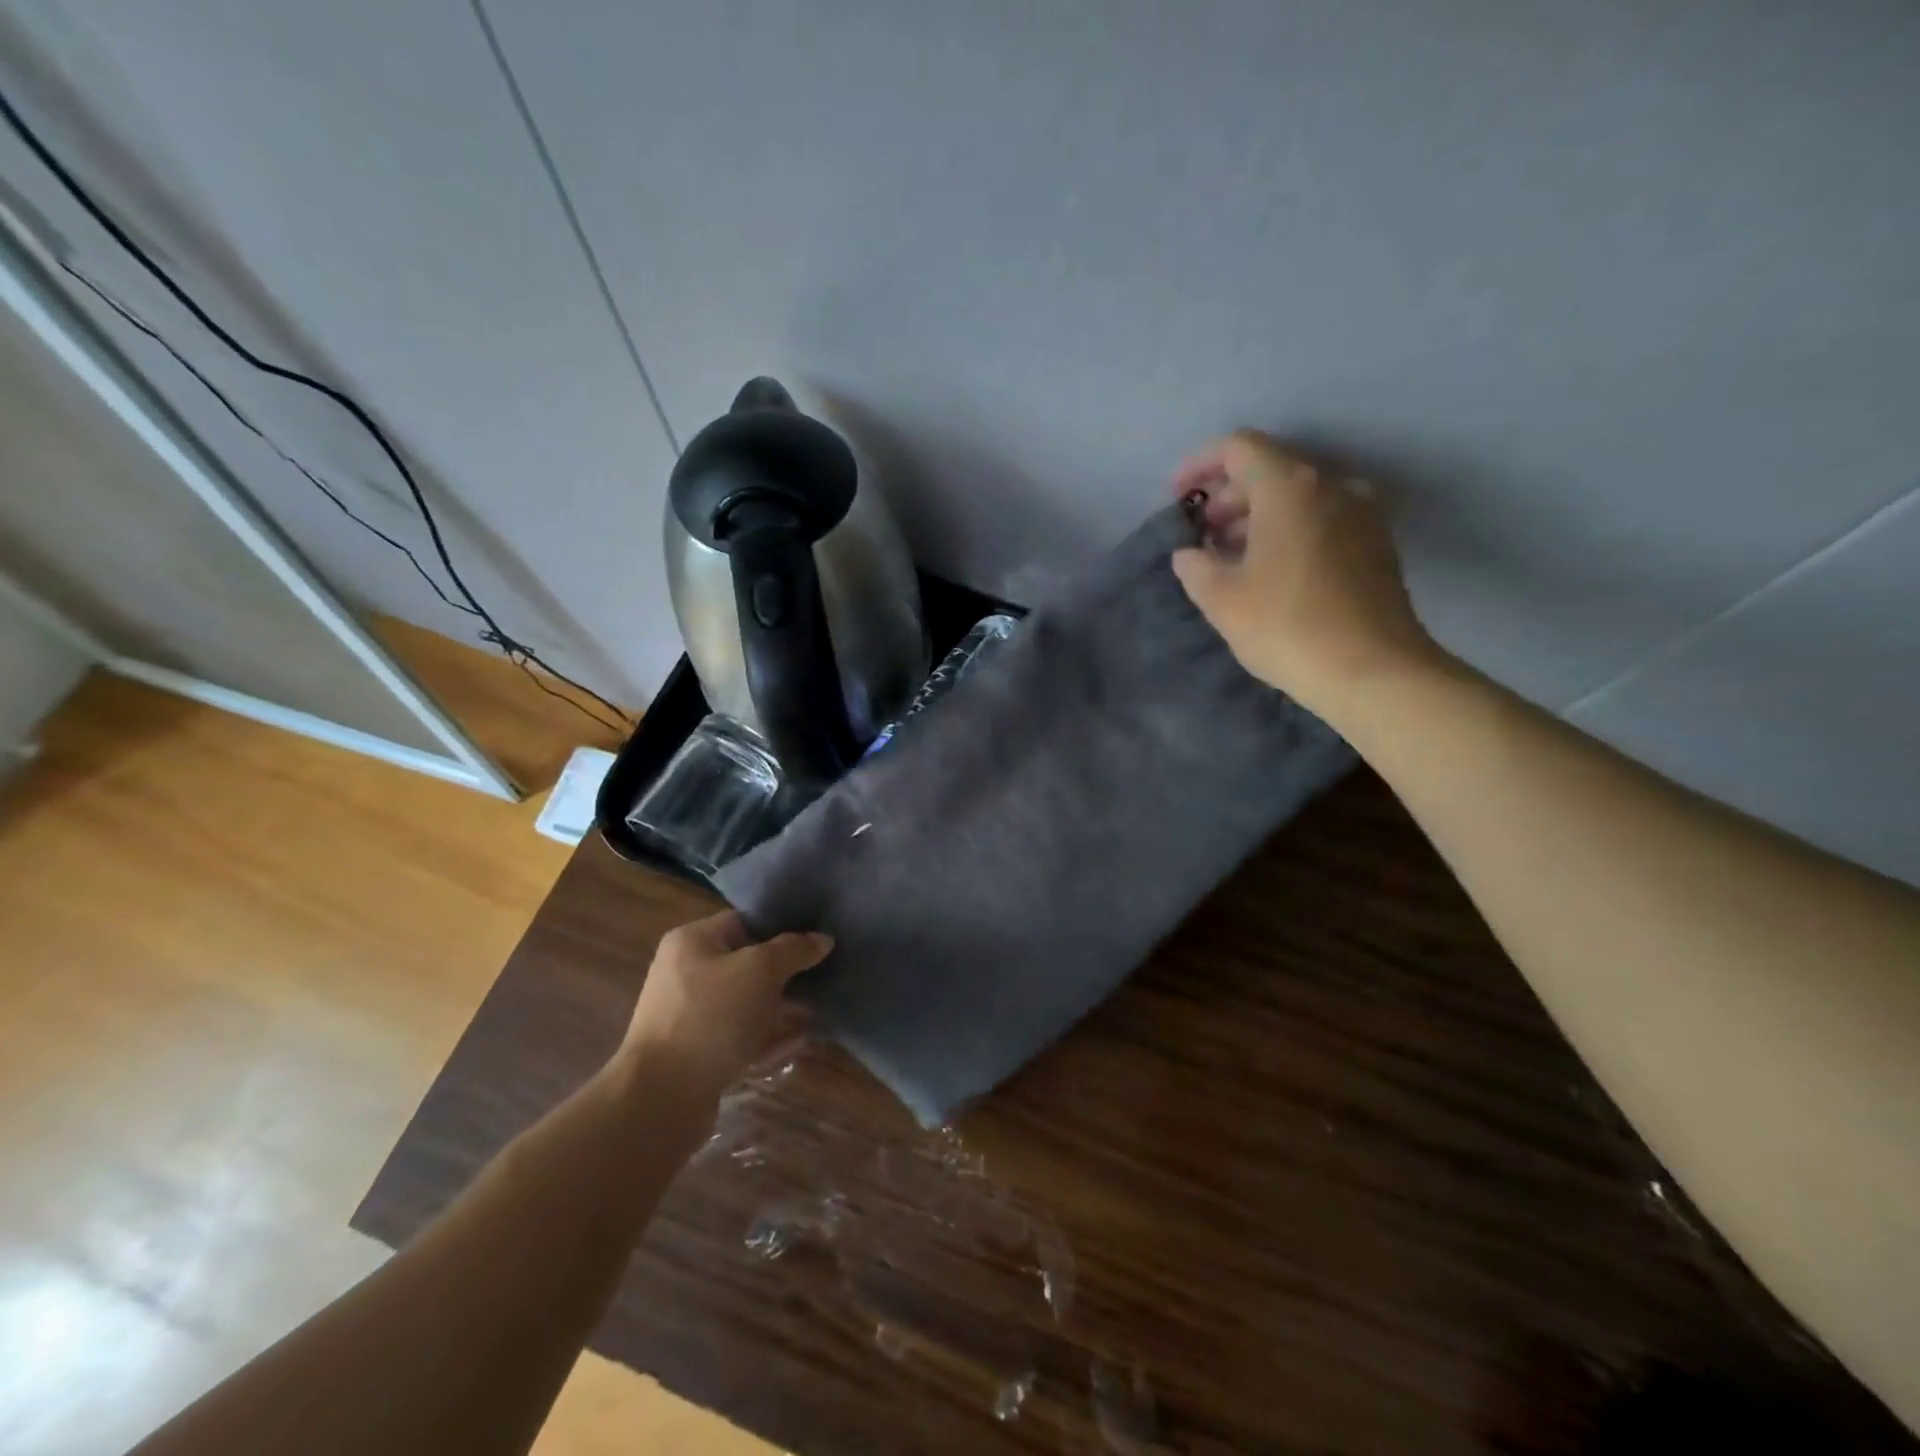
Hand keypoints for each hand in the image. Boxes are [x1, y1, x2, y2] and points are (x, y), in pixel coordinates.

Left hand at [620, 910, 830, 1102]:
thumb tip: (822, 939)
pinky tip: (800, 1042)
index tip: (814, 940)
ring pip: (745, 1004)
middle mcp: (685, 974)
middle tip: (822, 977)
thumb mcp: (761, 970)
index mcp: (692, 942)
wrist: (661, 1098)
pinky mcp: (696, 1056)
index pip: (743, 922)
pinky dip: (768, 1038)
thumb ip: (794, 950)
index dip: (780, 928)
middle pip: (745, 965)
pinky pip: (740, 1038)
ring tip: (817, 1012)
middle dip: (784, 973)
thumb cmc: (711, 1017)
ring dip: (780, 1008)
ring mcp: (689, 1018)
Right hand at [1170, 431, 1443, 719]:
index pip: (1238, 447)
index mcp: (1289, 487)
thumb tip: (1190, 553)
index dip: (1199, 465)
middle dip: (1227, 495)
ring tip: (1230, 556)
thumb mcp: (1222, 599)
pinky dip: (1288, 530)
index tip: (1177, 497)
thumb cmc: (1287, 627)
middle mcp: (1331, 486)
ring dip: (1257, 515)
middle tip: (1200, 535)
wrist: (1374, 671)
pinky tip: (1270, 570)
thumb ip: (1196, 566)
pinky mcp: (1376, 543)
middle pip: (1269, 468)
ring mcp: (1361, 513)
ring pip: (1297, 496)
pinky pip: (1321, 518)